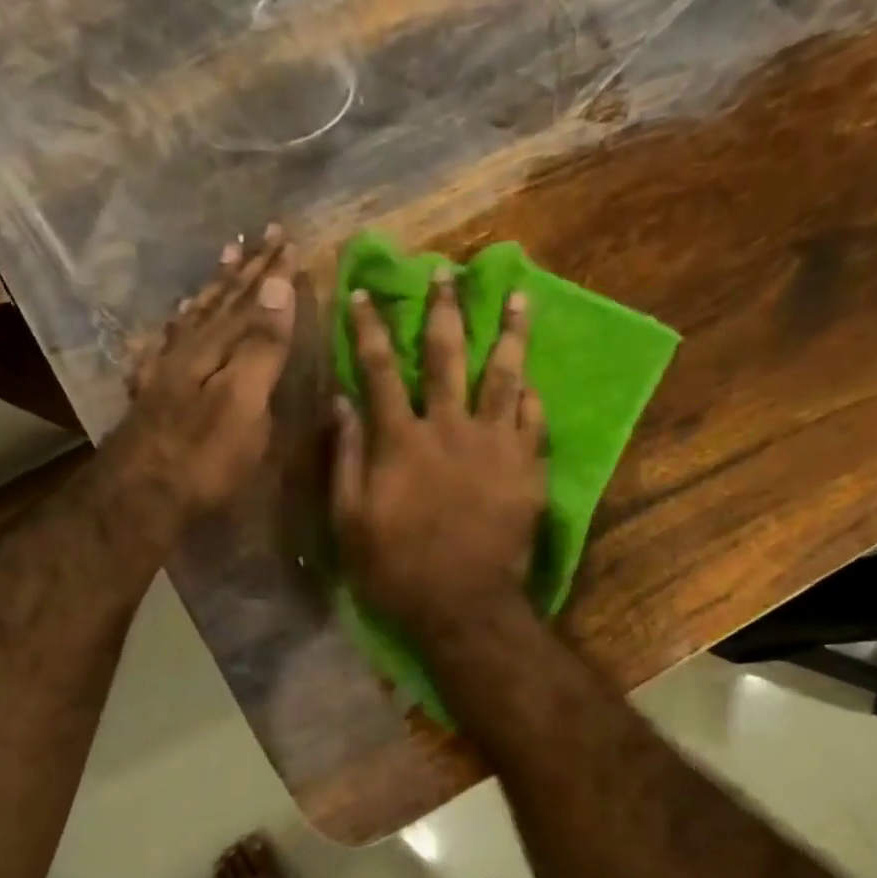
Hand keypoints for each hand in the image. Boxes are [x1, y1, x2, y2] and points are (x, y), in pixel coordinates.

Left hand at [103, 226, 298, 530]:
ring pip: (193, 317)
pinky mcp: (151, 396)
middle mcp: (188, 350)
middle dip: (245, 270)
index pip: (251, 301)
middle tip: (261, 235)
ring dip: (213, 289)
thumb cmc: (205, 457)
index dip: (271, 273)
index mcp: (216, 349)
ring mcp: (165, 372)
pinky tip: (175, 321)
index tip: (287, 238)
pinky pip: (166, 344)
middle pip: (220, 302)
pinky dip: (177, 325)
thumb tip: (277, 286)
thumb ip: (261, 346)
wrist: (139, 495)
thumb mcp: (245, 402)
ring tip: (224, 261)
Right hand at [333, 268, 544, 640]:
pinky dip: (531, 397)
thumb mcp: (349, 521)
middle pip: (447, 356)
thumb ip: (346, 458)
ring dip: (509, 333)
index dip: (369, 328)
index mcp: (401, 439)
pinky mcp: (529, 468)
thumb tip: (342, 402)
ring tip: (518, 298)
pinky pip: (534, 420)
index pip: (380, 369)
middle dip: (444, 310)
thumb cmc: (397, 569)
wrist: (465, 605)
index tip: (363, 292)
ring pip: (503, 375)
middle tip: (448, 272)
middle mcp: (449, 428)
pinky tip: (532, 379)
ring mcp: (496, 445)